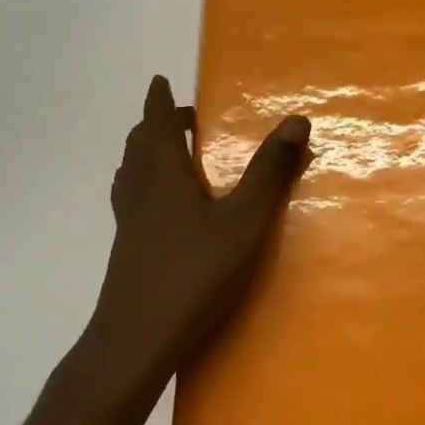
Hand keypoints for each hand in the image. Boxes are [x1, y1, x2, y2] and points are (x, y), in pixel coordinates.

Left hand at [82, 74, 309, 398]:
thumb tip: (297, 120)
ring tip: (171, 155)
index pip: (155, 125)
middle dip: (156, 126)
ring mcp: (129, 226)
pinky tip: (166, 210)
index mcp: (163, 177)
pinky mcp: (128, 253)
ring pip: (131, 176)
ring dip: (147, 155)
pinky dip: (146, 186)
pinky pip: (133, 202)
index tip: (160, 80)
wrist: (135, 344)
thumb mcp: (244, 221)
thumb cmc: (193, 274)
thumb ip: (270, 172)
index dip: (158, 101)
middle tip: (180, 119)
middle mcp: (140, 194)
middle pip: (139, 148)